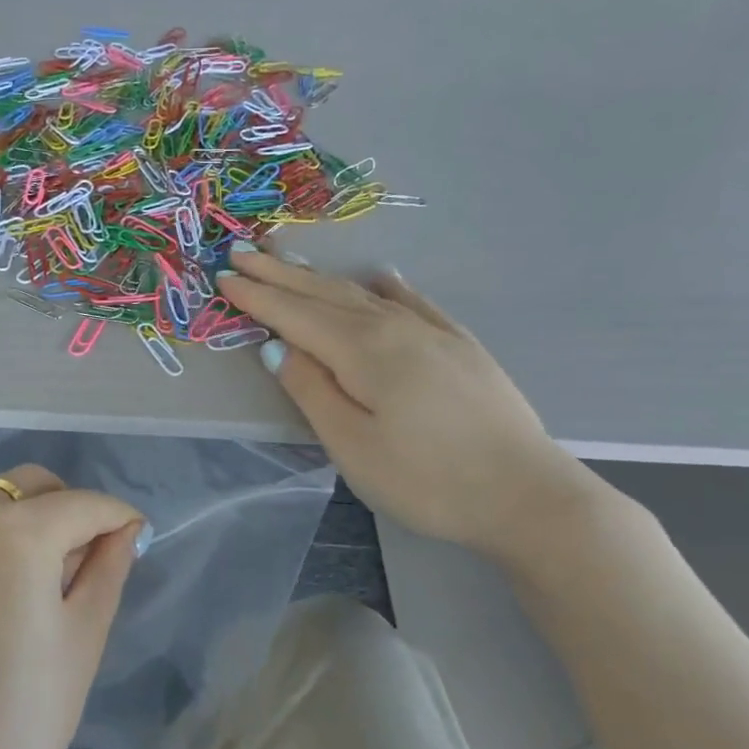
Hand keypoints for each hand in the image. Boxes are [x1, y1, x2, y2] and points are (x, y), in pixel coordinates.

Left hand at [0, 465, 145, 748]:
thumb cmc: (26, 714)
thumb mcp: (83, 638)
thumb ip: (107, 569)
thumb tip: (123, 531)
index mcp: (15, 534)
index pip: (81, 504)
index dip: (117, 516)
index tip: (136, 536)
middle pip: (26, 488)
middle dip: (66, 506)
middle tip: (87, 555)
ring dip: (22, 529)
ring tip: (38, 589)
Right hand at [219, 245, 602, 563]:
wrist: (525, 494)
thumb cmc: (426, 480)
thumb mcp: (352, 446)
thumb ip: (311, 391)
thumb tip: (277, 347)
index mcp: (363, 351)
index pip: (296, 315)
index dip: (258, 296)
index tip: (224, 276)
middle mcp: (396, 328)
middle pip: (326, 295)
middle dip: (281, 275)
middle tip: (244, 254)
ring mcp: (433, 333)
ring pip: (364, 294)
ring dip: (322, 278)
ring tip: (292, 261)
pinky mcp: (460, 346)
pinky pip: (412, 302)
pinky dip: (385, 287)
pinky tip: (380, 277)